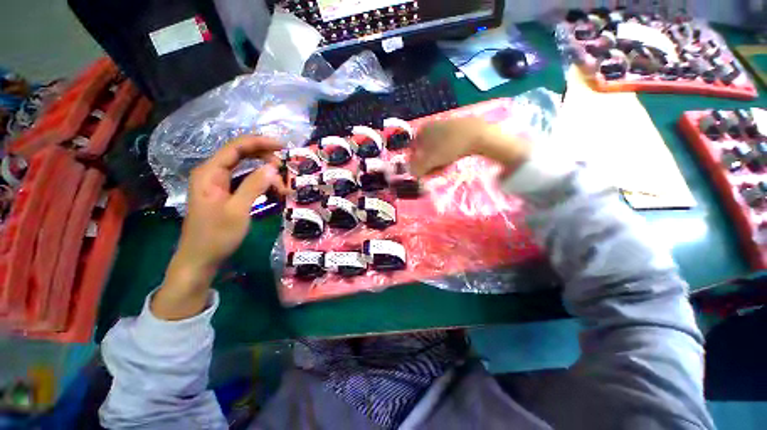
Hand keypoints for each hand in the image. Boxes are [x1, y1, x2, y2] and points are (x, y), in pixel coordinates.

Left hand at [153, 136, 286, 319]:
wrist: (200, 259)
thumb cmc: (216, 235)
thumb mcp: (238, 210)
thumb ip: (254, 185)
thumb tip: (273, 167)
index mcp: (210, 172)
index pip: (236, 147)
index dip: (260, 143)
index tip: (283, 147)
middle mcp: (212, 173)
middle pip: (241, 155)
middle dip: (265, 159)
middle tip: (285, 170)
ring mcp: (218, 184)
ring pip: (245, 168)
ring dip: (265, 174)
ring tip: (282, 187)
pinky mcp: (225, 193)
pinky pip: (245, 181)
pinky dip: (260, 183)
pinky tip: (272, 191)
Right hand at [409, 117, 530, 176]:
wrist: (479, 135)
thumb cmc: (449, 147)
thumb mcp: (430, 161)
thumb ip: (417, 168)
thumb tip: (412, 173)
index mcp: (422, 130)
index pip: (413, 151)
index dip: (417, 164)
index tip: (424, 173)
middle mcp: (431, 126)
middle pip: (425, 151)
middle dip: (429, 164)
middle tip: (436, 172)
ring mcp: (445, 126)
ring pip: (436, 149)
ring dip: (438, 161)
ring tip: (446, 166)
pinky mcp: (457, 129)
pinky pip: (447, 145)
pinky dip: (447, 154)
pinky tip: (454, 158)